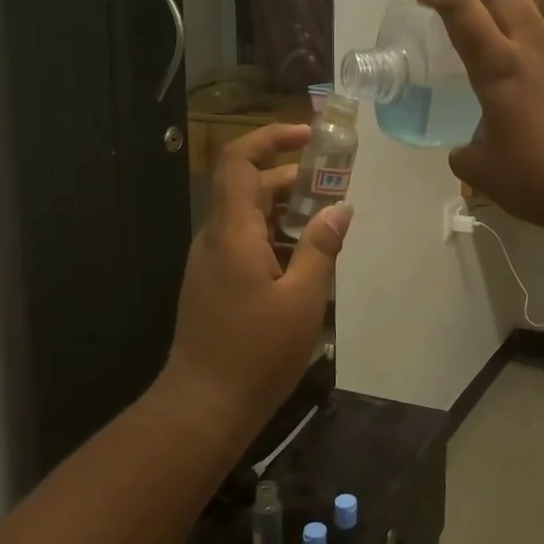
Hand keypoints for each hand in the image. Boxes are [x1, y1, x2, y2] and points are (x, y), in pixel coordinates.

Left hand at [164, 124, 351, 424]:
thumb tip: (340, 209)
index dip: (270, 139)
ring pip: (248, 218)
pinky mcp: (213, 284)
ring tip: (327, 227)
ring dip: (286, 212)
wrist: (203, 406)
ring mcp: (210, 263)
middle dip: (292, 179)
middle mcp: (215, 239)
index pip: (239, 162)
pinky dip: (275, 238)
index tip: (308, 137)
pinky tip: (305, 263)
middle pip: (248, 188)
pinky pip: (244, 244)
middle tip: (335, 189)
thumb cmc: (256, 352)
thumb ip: (321, 248)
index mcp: (232, 233)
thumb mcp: (302, 299)